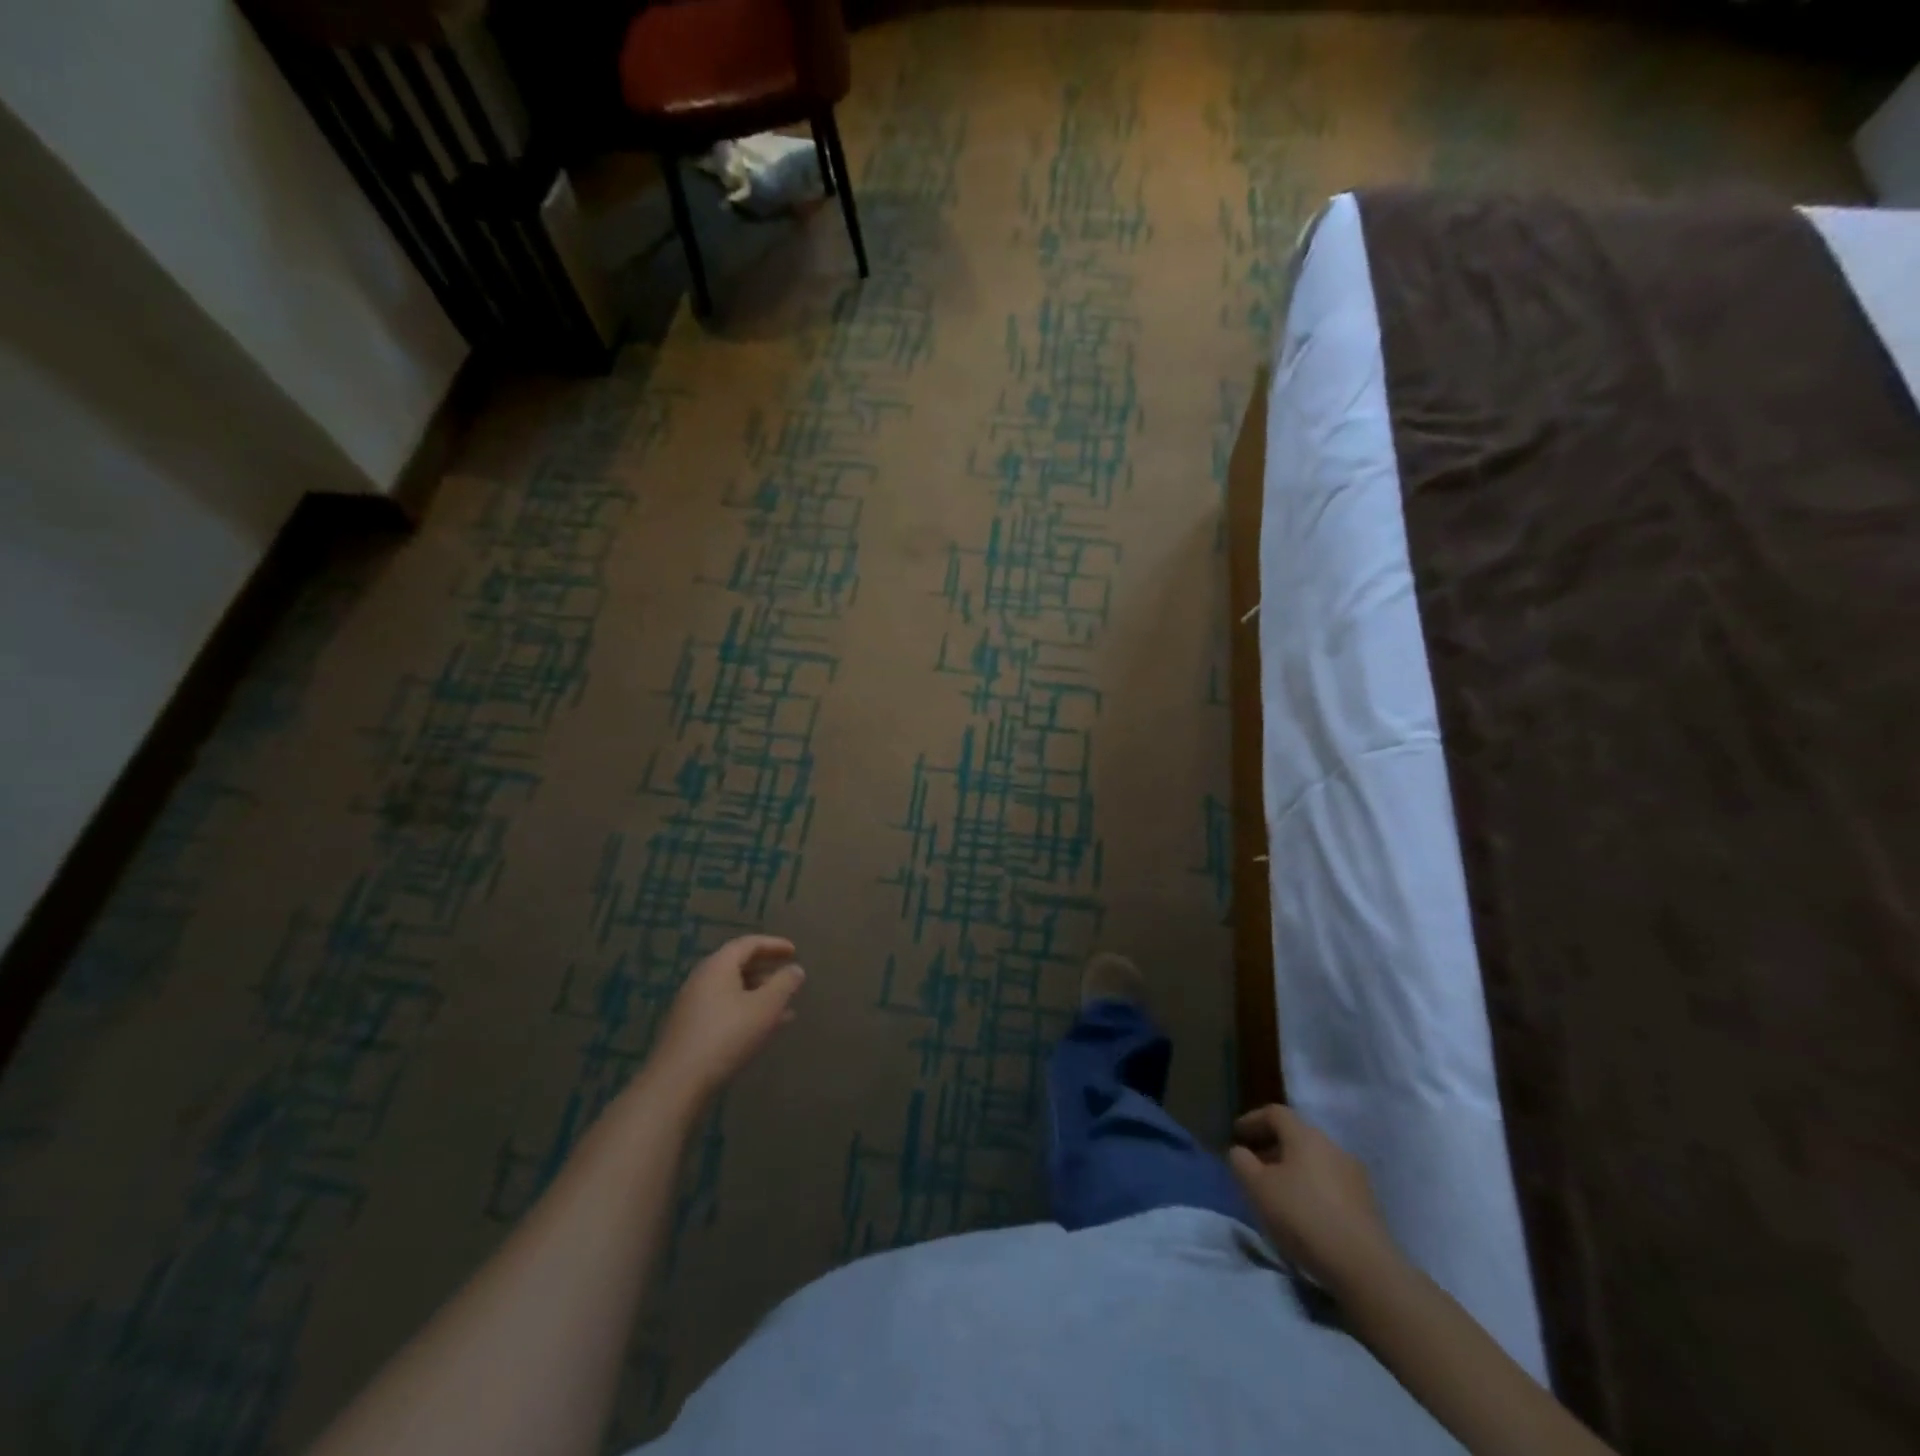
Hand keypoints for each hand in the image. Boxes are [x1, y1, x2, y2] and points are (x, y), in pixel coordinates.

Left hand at [647, 935, 806, 1104]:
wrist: (677, 1083)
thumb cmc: (727, 1036)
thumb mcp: (765, 1007)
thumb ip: (784, 985)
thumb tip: (796, 969)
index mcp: (718, 966)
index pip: (748, 944)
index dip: (774, 945)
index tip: (794, 951)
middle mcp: (702, 980)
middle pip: (738, 966)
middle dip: (767, 971)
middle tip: (789, 978)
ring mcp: (692, 1006)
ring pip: (733, 991)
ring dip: (759, 995)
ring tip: (785, 1008)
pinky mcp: (689, 1030)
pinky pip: (724, 1010)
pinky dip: (746, 1011)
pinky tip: (763, 1030)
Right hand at [1229, 1104, 1397, 1293]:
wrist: (1364, 1267)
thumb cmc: (1303, 1216)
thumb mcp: (1257, 1188)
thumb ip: (1241, 1162)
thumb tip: (1240, 1151)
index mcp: (1305, 1135)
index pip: (1275, 1113)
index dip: (1252, 1120)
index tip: (1236, 1135)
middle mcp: (1332, 1146)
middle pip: (1296, 1136)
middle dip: (1272, 1147)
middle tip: (1254, 1165)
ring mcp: (1354, 1175)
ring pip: (1314, 1161)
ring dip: (1292, 1169)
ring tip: (1277, 1192)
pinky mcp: (1367, 1204)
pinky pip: (1330, 1183)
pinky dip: (1311, 1188)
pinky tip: (1304, 1212)